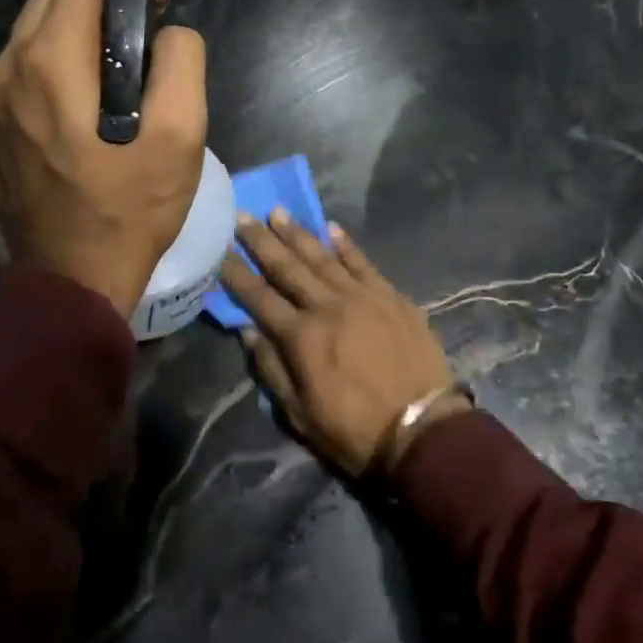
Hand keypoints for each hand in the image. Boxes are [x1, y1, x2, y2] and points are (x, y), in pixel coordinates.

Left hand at [0, 0, 206, 316]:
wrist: (72, 280)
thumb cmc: (131, 205)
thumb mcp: (181, 132)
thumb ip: (181, 61)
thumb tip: (169, 32)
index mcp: (51, 61)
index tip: (162, 2)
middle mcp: (8, 68)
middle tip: (146, 28)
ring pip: (34, 29)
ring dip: (79, 27)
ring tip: (123, 64)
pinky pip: (23, 67)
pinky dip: (58, 59)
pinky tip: (89, 98)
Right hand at [220, 211, 469, 475]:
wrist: (422, 429)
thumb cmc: (355, 430)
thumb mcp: (301, 414)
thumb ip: (272, 369)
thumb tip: (249, 331)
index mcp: (302, 337)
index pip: (259, 298)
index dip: (237, 274)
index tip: (220, 250)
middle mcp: (327, 306)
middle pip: (288, 267)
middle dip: (262, 241)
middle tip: (243, 215)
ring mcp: (362, 296)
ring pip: (322, 257)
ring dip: (298, 233)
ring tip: (278, 212)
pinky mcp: (390, 295)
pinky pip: (363, 262)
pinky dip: (346, 244)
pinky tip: (331, 227)